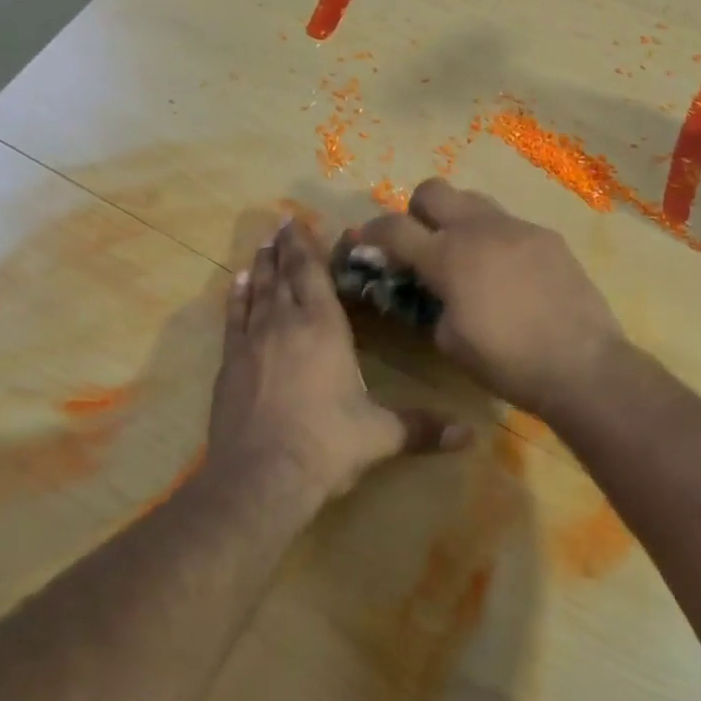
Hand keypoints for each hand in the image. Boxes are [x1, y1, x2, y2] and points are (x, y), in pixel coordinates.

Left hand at [209, 219, 465, 509]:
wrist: (261, 478)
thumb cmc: (327, 446)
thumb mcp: (380, 435)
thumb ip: (422, 428)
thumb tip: (470, 434)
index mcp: (325, 330)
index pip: (315, 276)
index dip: (307, 247)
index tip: (299, 221)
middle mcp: (286, 325)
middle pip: (285, 276)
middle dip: (285, 249)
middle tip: (281, 224)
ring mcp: (253, 343)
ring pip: (258, 292)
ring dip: (261, 267)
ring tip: (261, 246)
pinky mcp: (230, 365)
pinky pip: (233, 319)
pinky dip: (236, 298)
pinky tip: (236, 284)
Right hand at [346, 180, 625, 418]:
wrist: (581, 364)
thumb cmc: (507, 362)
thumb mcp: (449, 341)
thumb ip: (430, 304)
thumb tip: (431, 289)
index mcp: (448, 257)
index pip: (394, 228)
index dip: (371, 232)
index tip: (364, 241)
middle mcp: (479, 229)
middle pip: (433, 189)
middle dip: (417, 211)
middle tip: (422, 243)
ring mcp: (517, 227)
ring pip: (474, 200)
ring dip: (458, 220)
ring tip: (467, 256)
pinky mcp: (547, 235)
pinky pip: (509, 224)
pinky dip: (496, 239)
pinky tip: (509, 273)